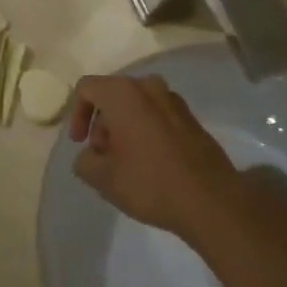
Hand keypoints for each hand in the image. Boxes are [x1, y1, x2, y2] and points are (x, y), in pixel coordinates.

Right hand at [68, 75, 243, 244]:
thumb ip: (84, 160)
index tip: (81, 143)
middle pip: (112, 95)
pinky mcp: (191, 118)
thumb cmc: (150, 182)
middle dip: (101, 123)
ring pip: (136, 105)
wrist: (211, 199)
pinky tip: (151, 163)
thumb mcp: (103, 178)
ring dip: (124, 127)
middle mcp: (149, 86)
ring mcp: (174, 100)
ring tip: (126, 162)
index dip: (76, 114)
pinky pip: (157, 115)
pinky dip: (146, 130)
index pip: (87, 88)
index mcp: (123, 93)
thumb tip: (91, 154)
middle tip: (103, 156)